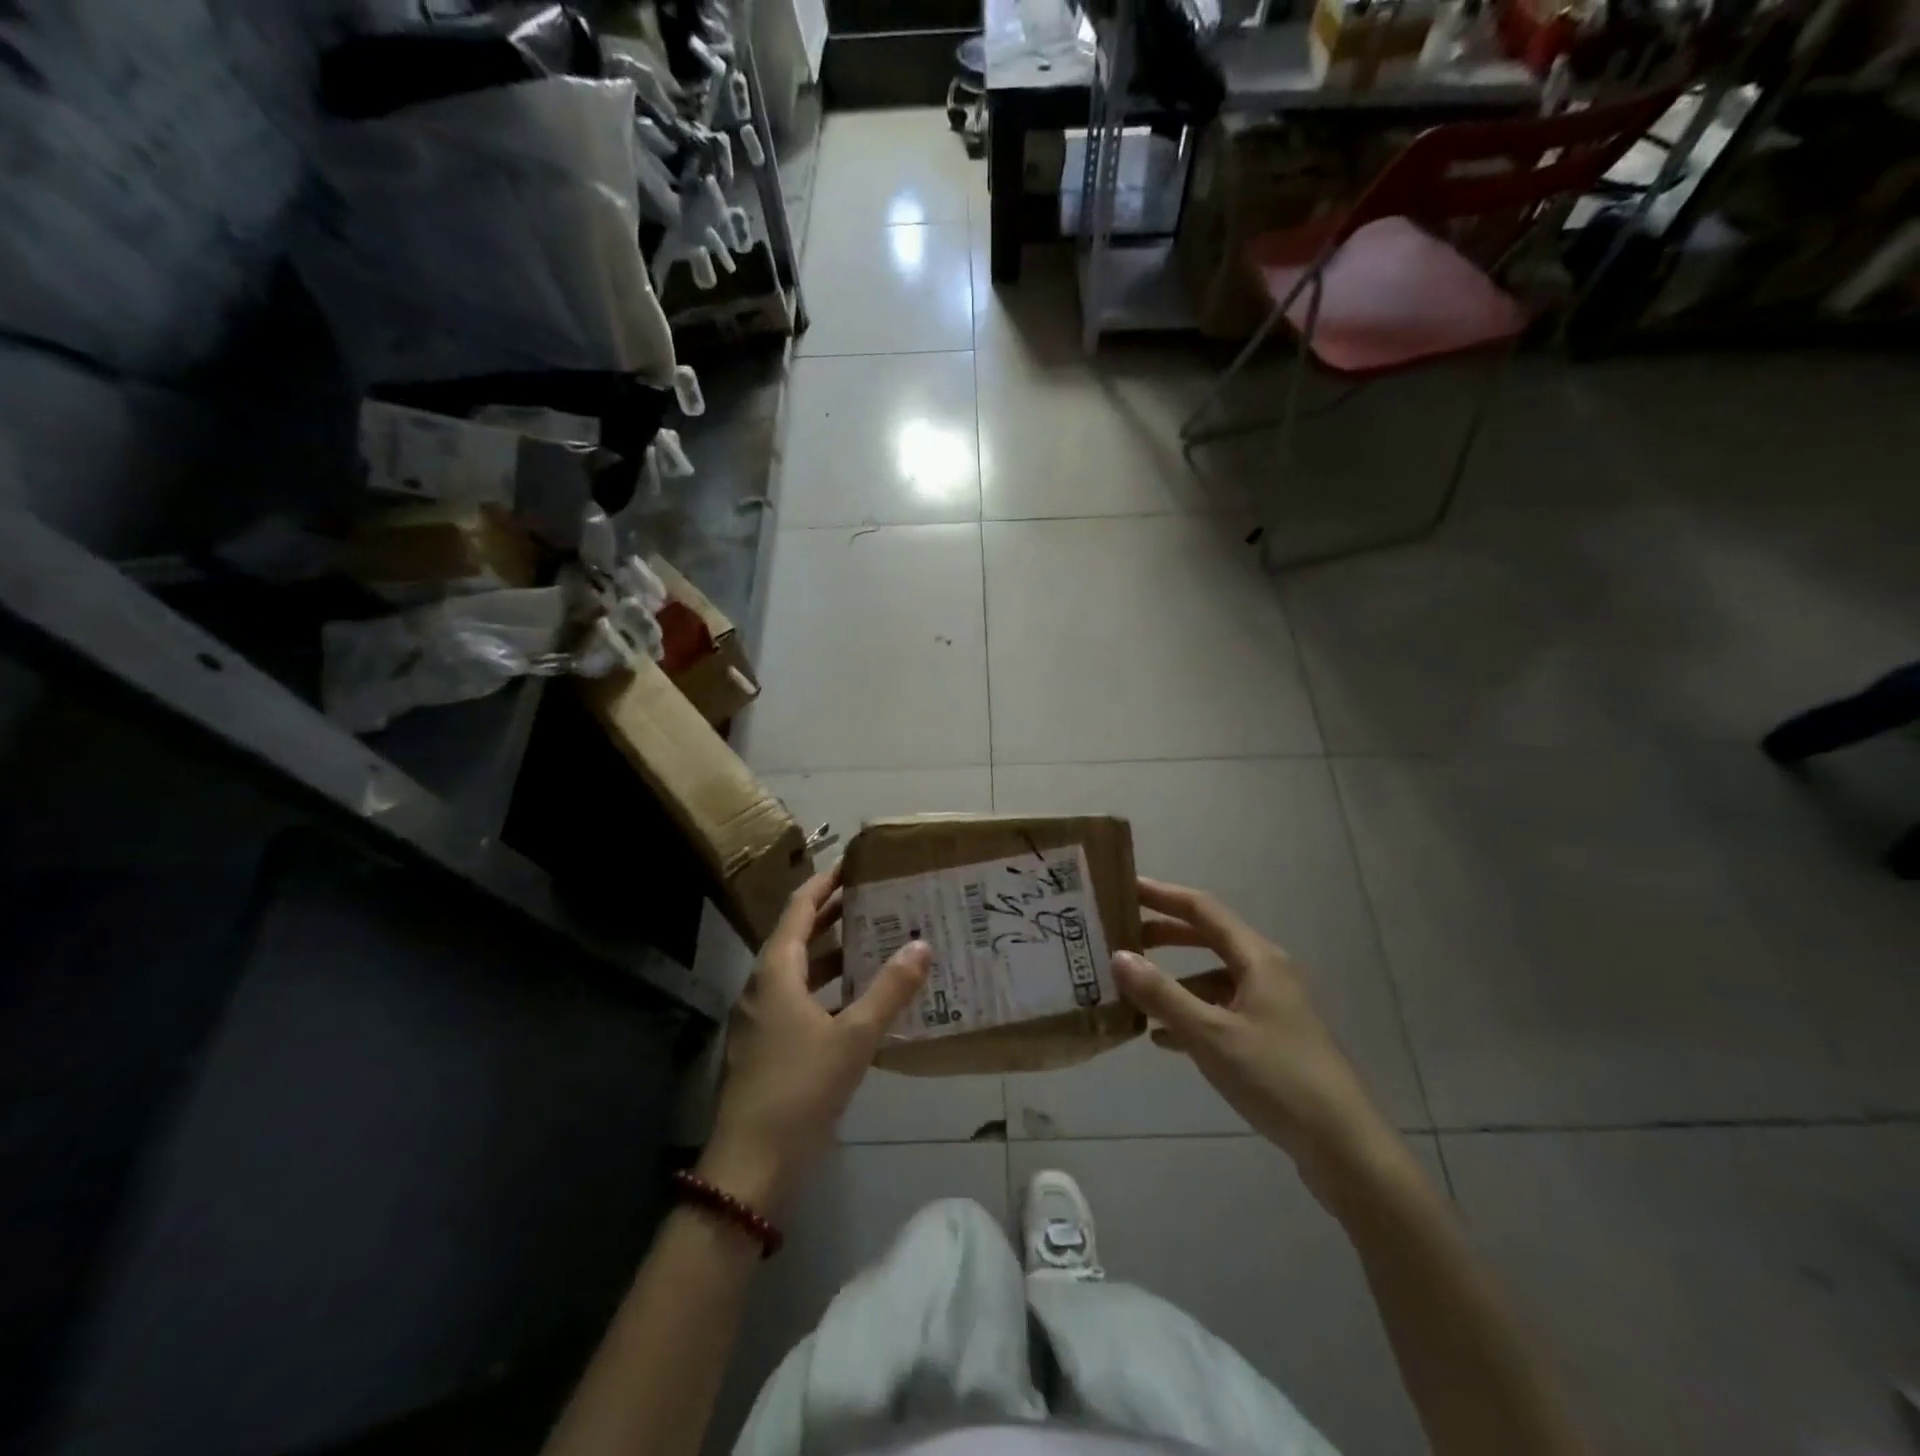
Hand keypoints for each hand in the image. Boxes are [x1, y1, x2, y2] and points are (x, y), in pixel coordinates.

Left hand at [700, 868, 930, 1213]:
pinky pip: (800, 1000)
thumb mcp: (854, 1036)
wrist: (751, 1164)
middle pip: (798, 936)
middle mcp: (763, 986)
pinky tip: (859, 1000)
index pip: (799, 909)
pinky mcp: (768, 1046)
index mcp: (776, 971)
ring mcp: (762, 1018)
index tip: (852, 864)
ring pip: (799, 971)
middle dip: (832, 914)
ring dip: (832, 953)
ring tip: (874, 940)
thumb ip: (889, 990)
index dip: (825, 883)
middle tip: (873, 897)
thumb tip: (922, 944)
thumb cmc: (800, 1088)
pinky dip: (828, 989)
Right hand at [1112, 878, 1392, 1195]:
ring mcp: (1271, 1006)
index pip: (1202, 909)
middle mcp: (1266, 972)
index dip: (1162, 895)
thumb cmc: (1276, 1078)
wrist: (1343, 1147)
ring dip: (1175, 981)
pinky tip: (1163, 1038)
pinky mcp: (1271, 1038)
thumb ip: (1162, 994)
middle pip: (1208, 939)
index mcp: (1258, 958)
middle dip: (1164, 936)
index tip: (1124, 888)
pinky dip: (1191, 1016)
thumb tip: (1118, 956)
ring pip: (1213, 979)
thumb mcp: (1210, 1035)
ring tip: (1134, 991)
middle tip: (1121, 936)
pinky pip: (1222, 1012)